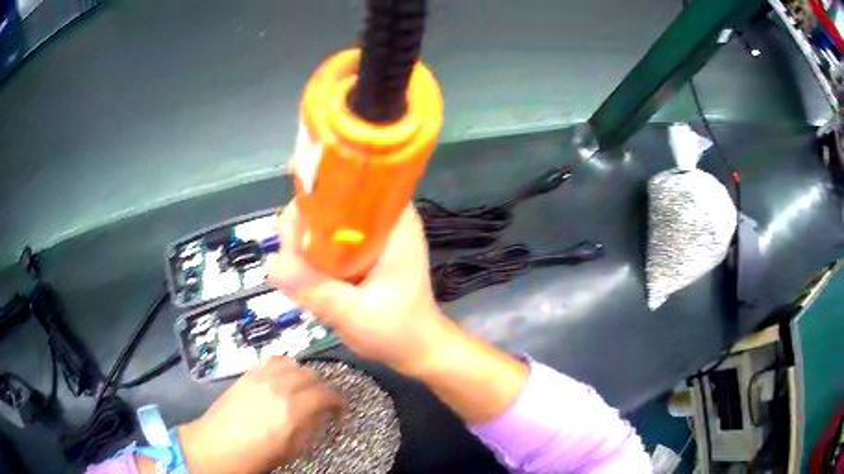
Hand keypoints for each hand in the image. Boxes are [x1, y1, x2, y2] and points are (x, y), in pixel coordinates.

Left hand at [175, 357, 343, 473]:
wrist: (216, 446)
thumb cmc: (256, 456)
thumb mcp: (291, 450)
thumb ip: (309, 429)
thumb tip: (321, 417)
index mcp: (293, 410)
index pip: (326, 394)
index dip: (339, 400)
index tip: (341, 408)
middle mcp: (279, 387)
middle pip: (311, 376)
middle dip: (322, 389)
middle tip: (322, 403)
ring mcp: (260, 377)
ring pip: (292, 363)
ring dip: (302, 375)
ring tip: (301, 389)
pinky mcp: (246, 374)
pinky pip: (270, 360)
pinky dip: (282, 366)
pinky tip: (281, 378)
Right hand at [267, 203, 454, 375]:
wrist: (417, 349)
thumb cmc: (398, 330)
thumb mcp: (355, 313)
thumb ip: (315, 289)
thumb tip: (271, 264)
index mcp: (393, 221)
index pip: (348, 183)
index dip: (315, 198)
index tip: (295, 235)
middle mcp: (381, 218)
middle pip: (327, 201)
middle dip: (302, 228)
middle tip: (294, 265)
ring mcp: (369, 234)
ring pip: (321, 222)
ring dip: (302, 244)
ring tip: (301, 277)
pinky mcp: (358, 250)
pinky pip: (324, 241)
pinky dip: (310, 255)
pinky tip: (307, 277)